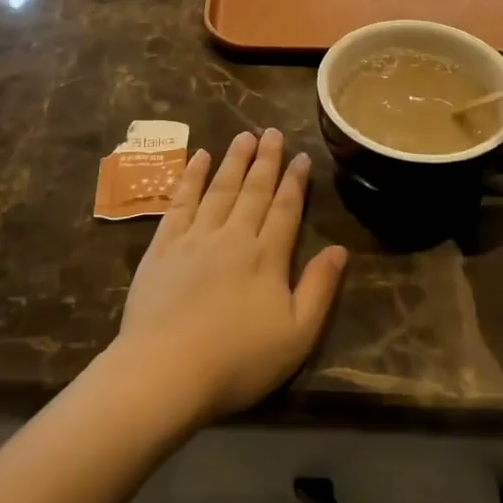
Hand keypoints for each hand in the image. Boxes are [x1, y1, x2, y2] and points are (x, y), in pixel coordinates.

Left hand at [112, 129, 347, 423]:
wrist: (166, 370)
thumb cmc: (238, 360)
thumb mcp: (296, 335)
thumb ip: (319, 289)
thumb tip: (339, 249)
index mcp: (267, 257)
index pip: (286, 209)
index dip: (295, 182)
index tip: (301, 156)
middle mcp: (233, 236)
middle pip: (254, 191)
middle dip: (266, 160)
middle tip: (273, 132)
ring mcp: (195, 237)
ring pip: (220, 188)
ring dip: (234, 160)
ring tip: (244, 136)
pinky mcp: (163, 246)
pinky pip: (181, 201)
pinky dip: (191, 177)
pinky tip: (199, 158)